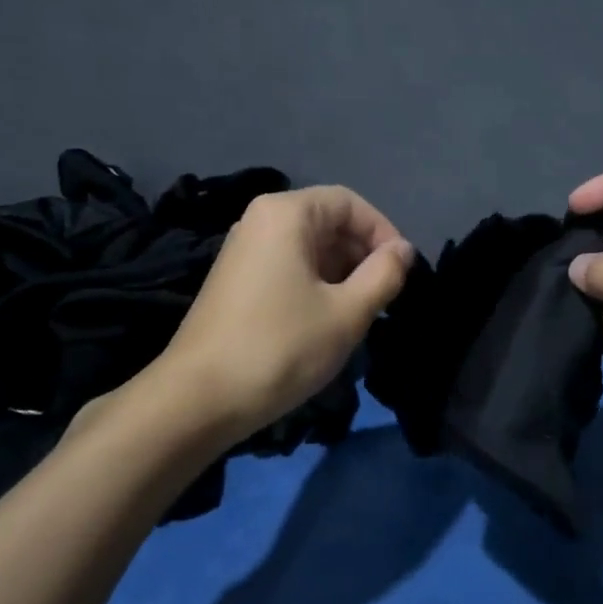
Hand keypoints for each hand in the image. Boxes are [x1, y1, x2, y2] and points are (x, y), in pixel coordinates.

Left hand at [160, 185, 413, 440]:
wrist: (199, 399)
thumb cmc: (281, 347)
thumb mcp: (346, 313)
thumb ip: (384, 274)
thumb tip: (403, 250)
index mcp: (286, 214)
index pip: (350, 204)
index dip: (384, 232)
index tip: (402, 272)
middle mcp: (260, 221)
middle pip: (328, 222)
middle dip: (363, 255)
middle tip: (385, 298)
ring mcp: (244, 251)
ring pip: (310, 249)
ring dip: (343, 274)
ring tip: (361, 314)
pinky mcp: (236, 282)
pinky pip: (288, 268)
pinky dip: (316, 286)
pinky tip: (327, 322)